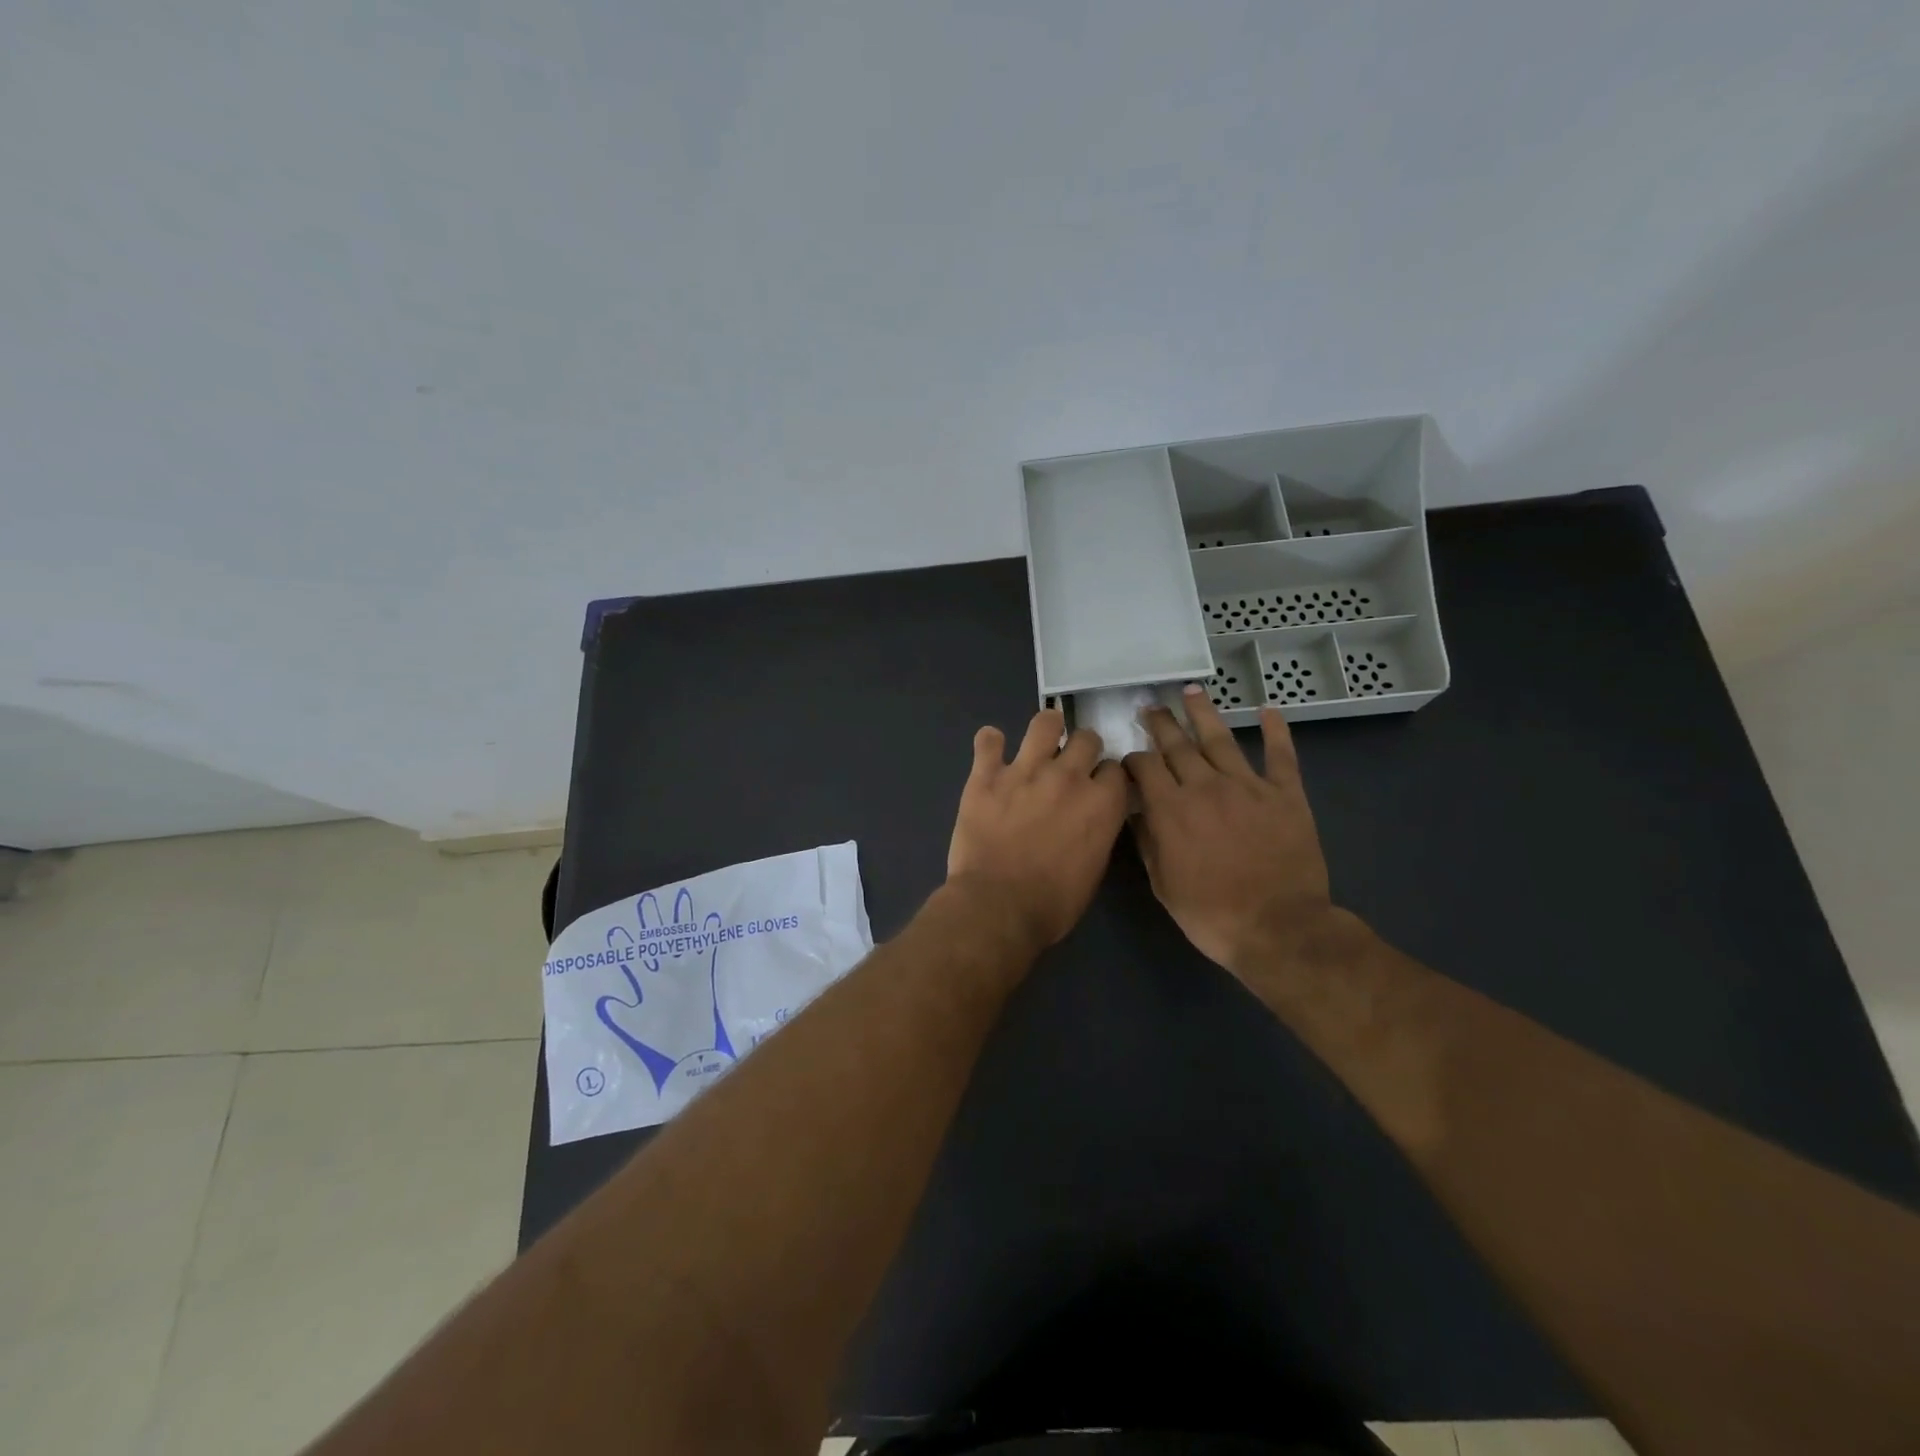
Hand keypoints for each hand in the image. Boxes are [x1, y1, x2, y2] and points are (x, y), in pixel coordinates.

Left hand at [946, 709, 1129, 950]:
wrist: (998, 906)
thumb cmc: (1053, 902)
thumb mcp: (1093, 869)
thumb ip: (1097, 831)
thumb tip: (1091, 818)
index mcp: (1101, 803)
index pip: (1115, 768)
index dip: (1107, 776)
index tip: (1098, 784)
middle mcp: (1068, 777)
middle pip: (1086, 739)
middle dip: (1083, 749)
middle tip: (1070, 765)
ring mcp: (1025, 771)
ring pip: (1044, 724)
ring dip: (1046, 728)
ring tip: (1041, 738)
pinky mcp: (986, 776)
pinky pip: (988, 741)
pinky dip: (990, 742)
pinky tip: (991, 749)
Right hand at [1123, 685, 1337, 974]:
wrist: (1278, 927)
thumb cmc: (1211, 913)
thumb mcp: (1163, 884)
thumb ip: (1148, 841)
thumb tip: (1135, 812)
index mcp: (1170, 808)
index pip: (1144, 766)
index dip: (1132, 758)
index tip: (1128, 757)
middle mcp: (1205, 786)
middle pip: (1177, 744)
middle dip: (1160, 723)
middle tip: (1150, 707)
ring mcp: (1248, 786)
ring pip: (1220, 738)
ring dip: (1203, 712)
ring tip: (1191, 691)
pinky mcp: (1285, 794)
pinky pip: (1281, 755)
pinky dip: (1276, 731)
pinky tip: (1268, 711)